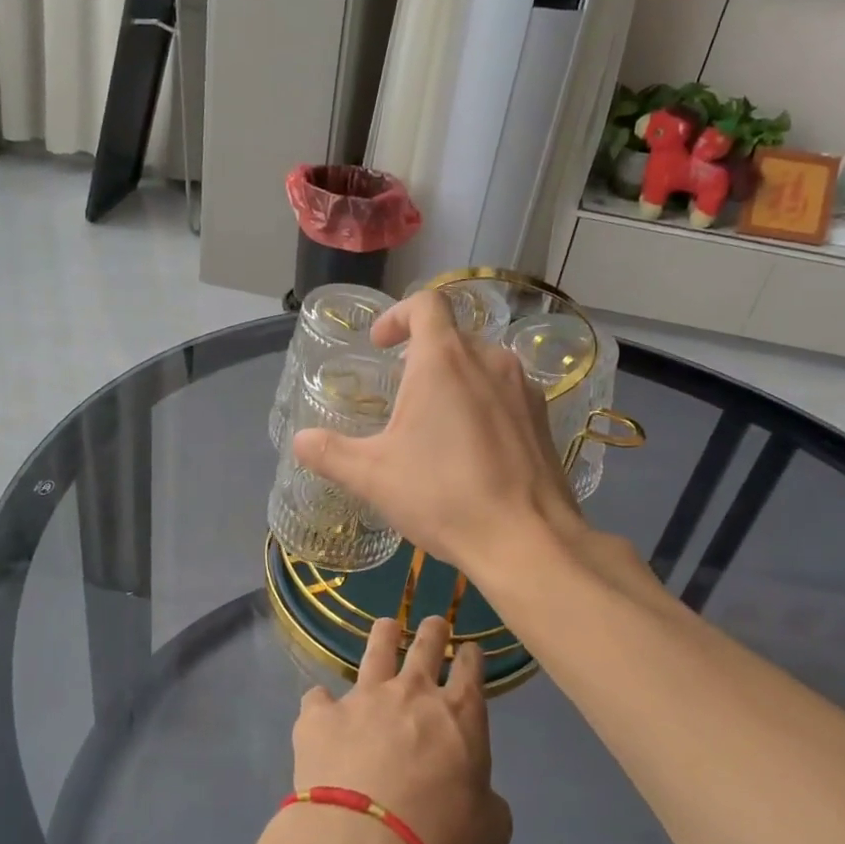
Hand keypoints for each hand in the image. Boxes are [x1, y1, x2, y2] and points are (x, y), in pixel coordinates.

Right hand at [291, 289, 580, 580]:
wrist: (527, 539)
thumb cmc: (443, 496)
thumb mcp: (372, 477)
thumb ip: (330, 453)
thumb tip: (300, 441)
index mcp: (444, 360)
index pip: (425, 304)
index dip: (398, 315)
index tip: (381, 345)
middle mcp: (489, 360)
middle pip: (453, 335)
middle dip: (422, 355)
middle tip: (400, 394)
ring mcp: (523, 388)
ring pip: (482, 365)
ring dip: (455, 380)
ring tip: (435, 423)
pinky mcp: (543, 418)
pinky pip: (505, 394)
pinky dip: (483, 404)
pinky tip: (472, 448)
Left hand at [291, 617, 512, 843]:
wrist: (368, 842)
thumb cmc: (441, 837)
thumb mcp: (489, 830)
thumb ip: (486, 803)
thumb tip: (479, 800)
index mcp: (459, 715)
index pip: (469, 670)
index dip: (470, 657)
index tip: (469, 650)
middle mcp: (411, 693)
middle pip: (424, 646)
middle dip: (432, 631)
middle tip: (433, 622)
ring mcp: (363, 698)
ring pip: (375, 651)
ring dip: (383, 636)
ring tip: (385, 626)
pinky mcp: (320, 715)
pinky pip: (318, 698)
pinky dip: (321, 704)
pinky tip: (319, 709)